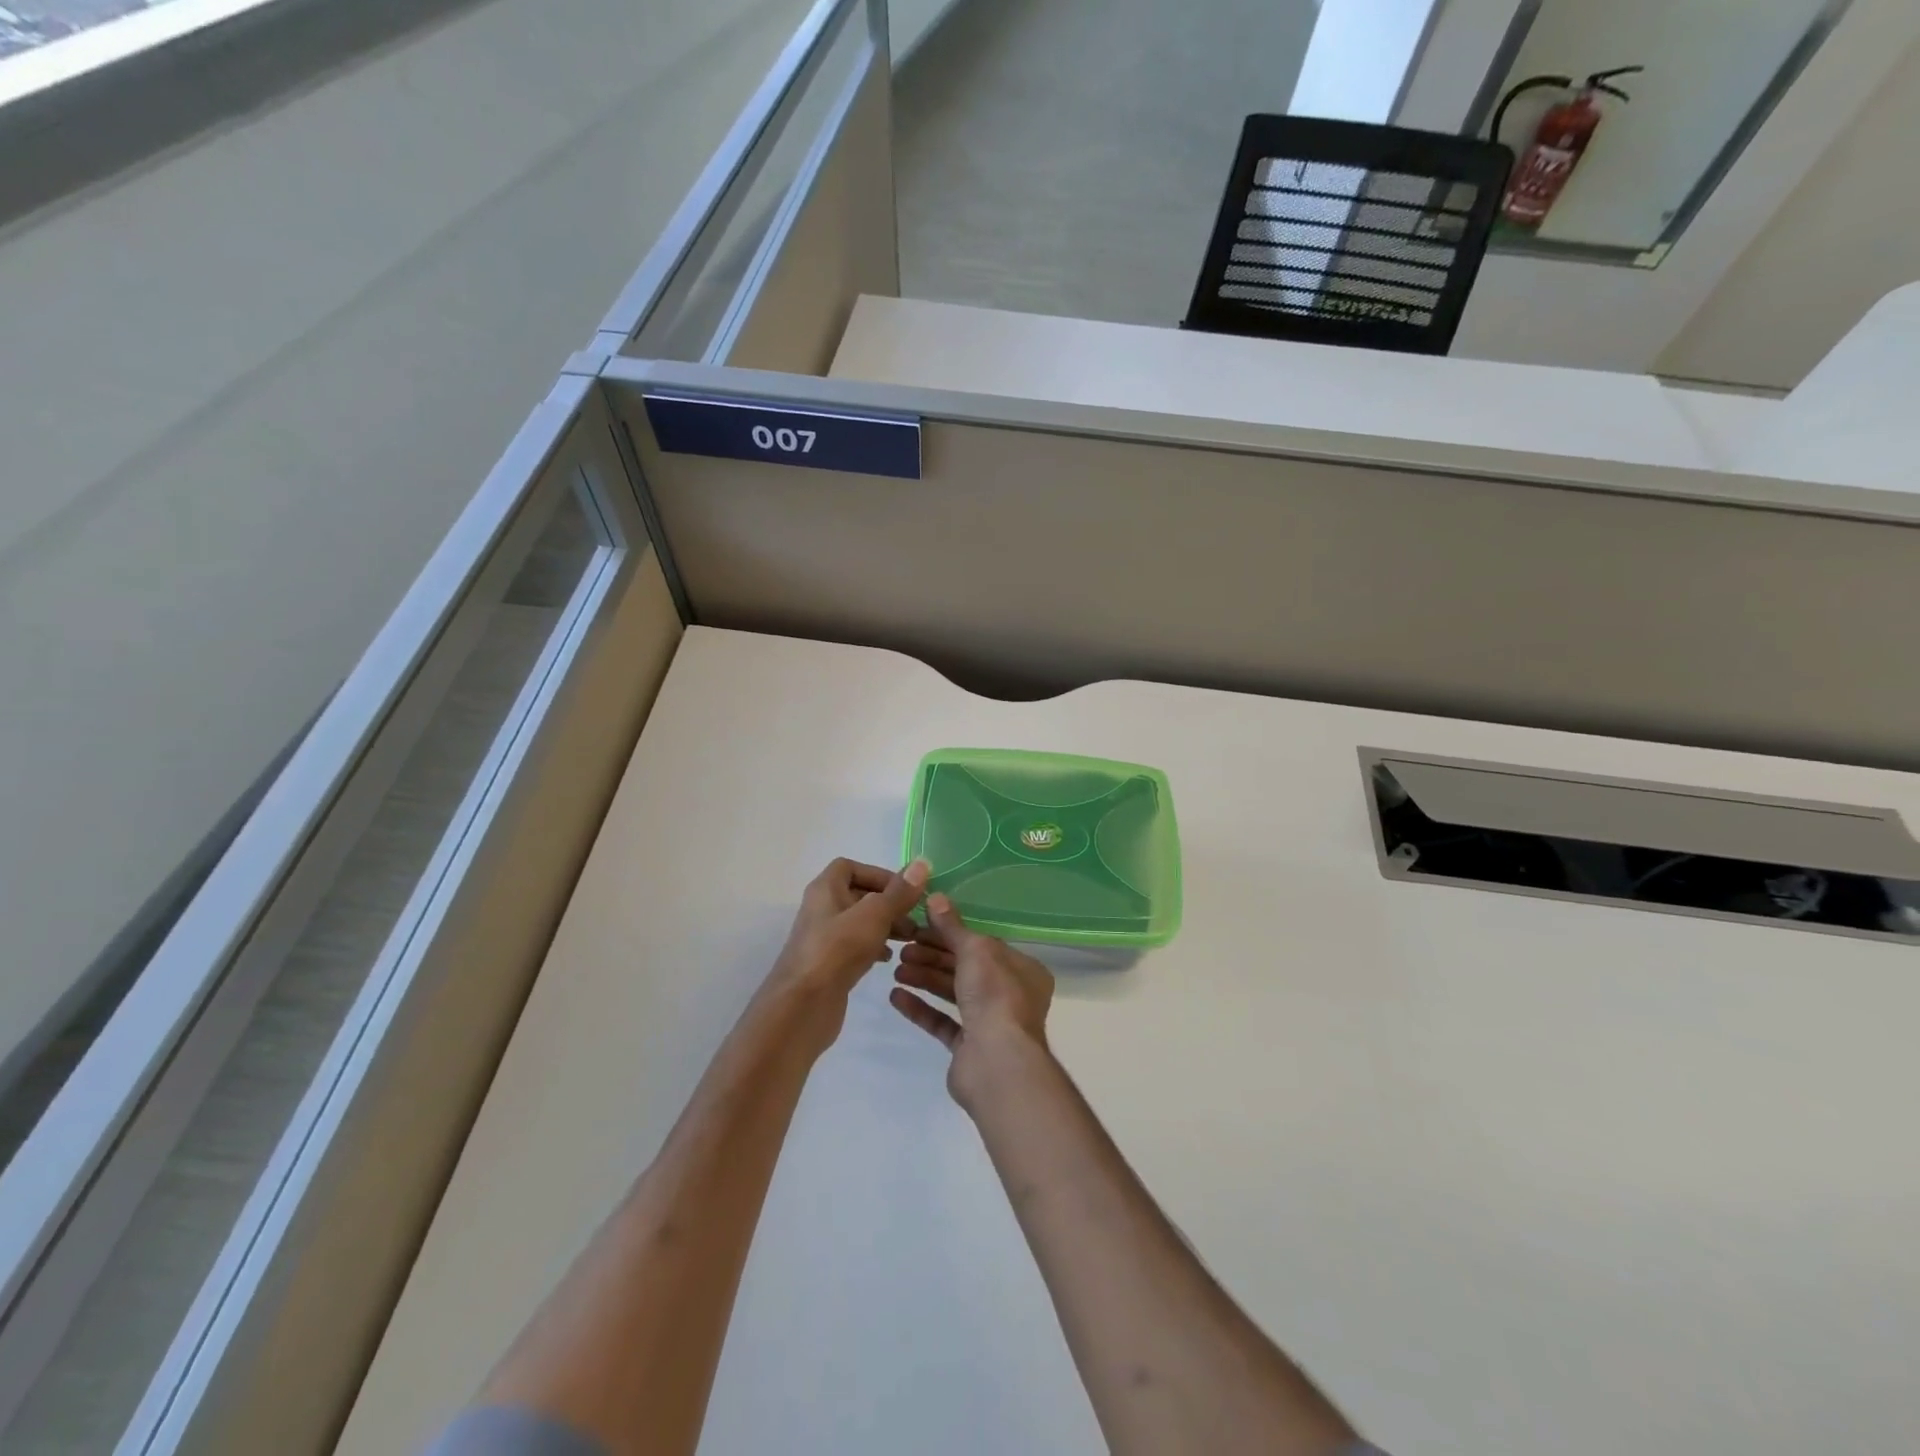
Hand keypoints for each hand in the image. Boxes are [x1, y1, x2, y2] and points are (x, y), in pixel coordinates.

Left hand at [769, 858, 929, 1047]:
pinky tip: (890, 959)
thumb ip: (899, 892)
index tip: (904, 891)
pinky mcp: (829, 965)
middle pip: (858, 895)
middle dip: (889, 903)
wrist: (803, 1006)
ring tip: (910, 939)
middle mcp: (821, 909)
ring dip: (885, 926)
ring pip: (859, 923)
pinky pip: (855, 947)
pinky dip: (874, 947)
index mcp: (825, 889)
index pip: (850, 867)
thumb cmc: (837, 950)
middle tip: (916, 918)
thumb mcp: (875, 915)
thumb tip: (922, 863)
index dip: (878, 874)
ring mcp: (824, 939)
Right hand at [889, 893, 1055, 1108]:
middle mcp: (1010, 994)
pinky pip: (942, 1021)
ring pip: (952, 993)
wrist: (997, 1063)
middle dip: (933, 956)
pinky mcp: (968, 1048)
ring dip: (924, 978)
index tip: (920, 927)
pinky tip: (896, 996)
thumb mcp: (975, 950)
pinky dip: (921, 1008)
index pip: (982, 944)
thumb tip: (936, 897)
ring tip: (896, 969)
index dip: (950, 934)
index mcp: (1021, 969)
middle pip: (965, 968)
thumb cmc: (995, 995)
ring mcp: (990, 1023)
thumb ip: (953, 926)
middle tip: (902, 948)